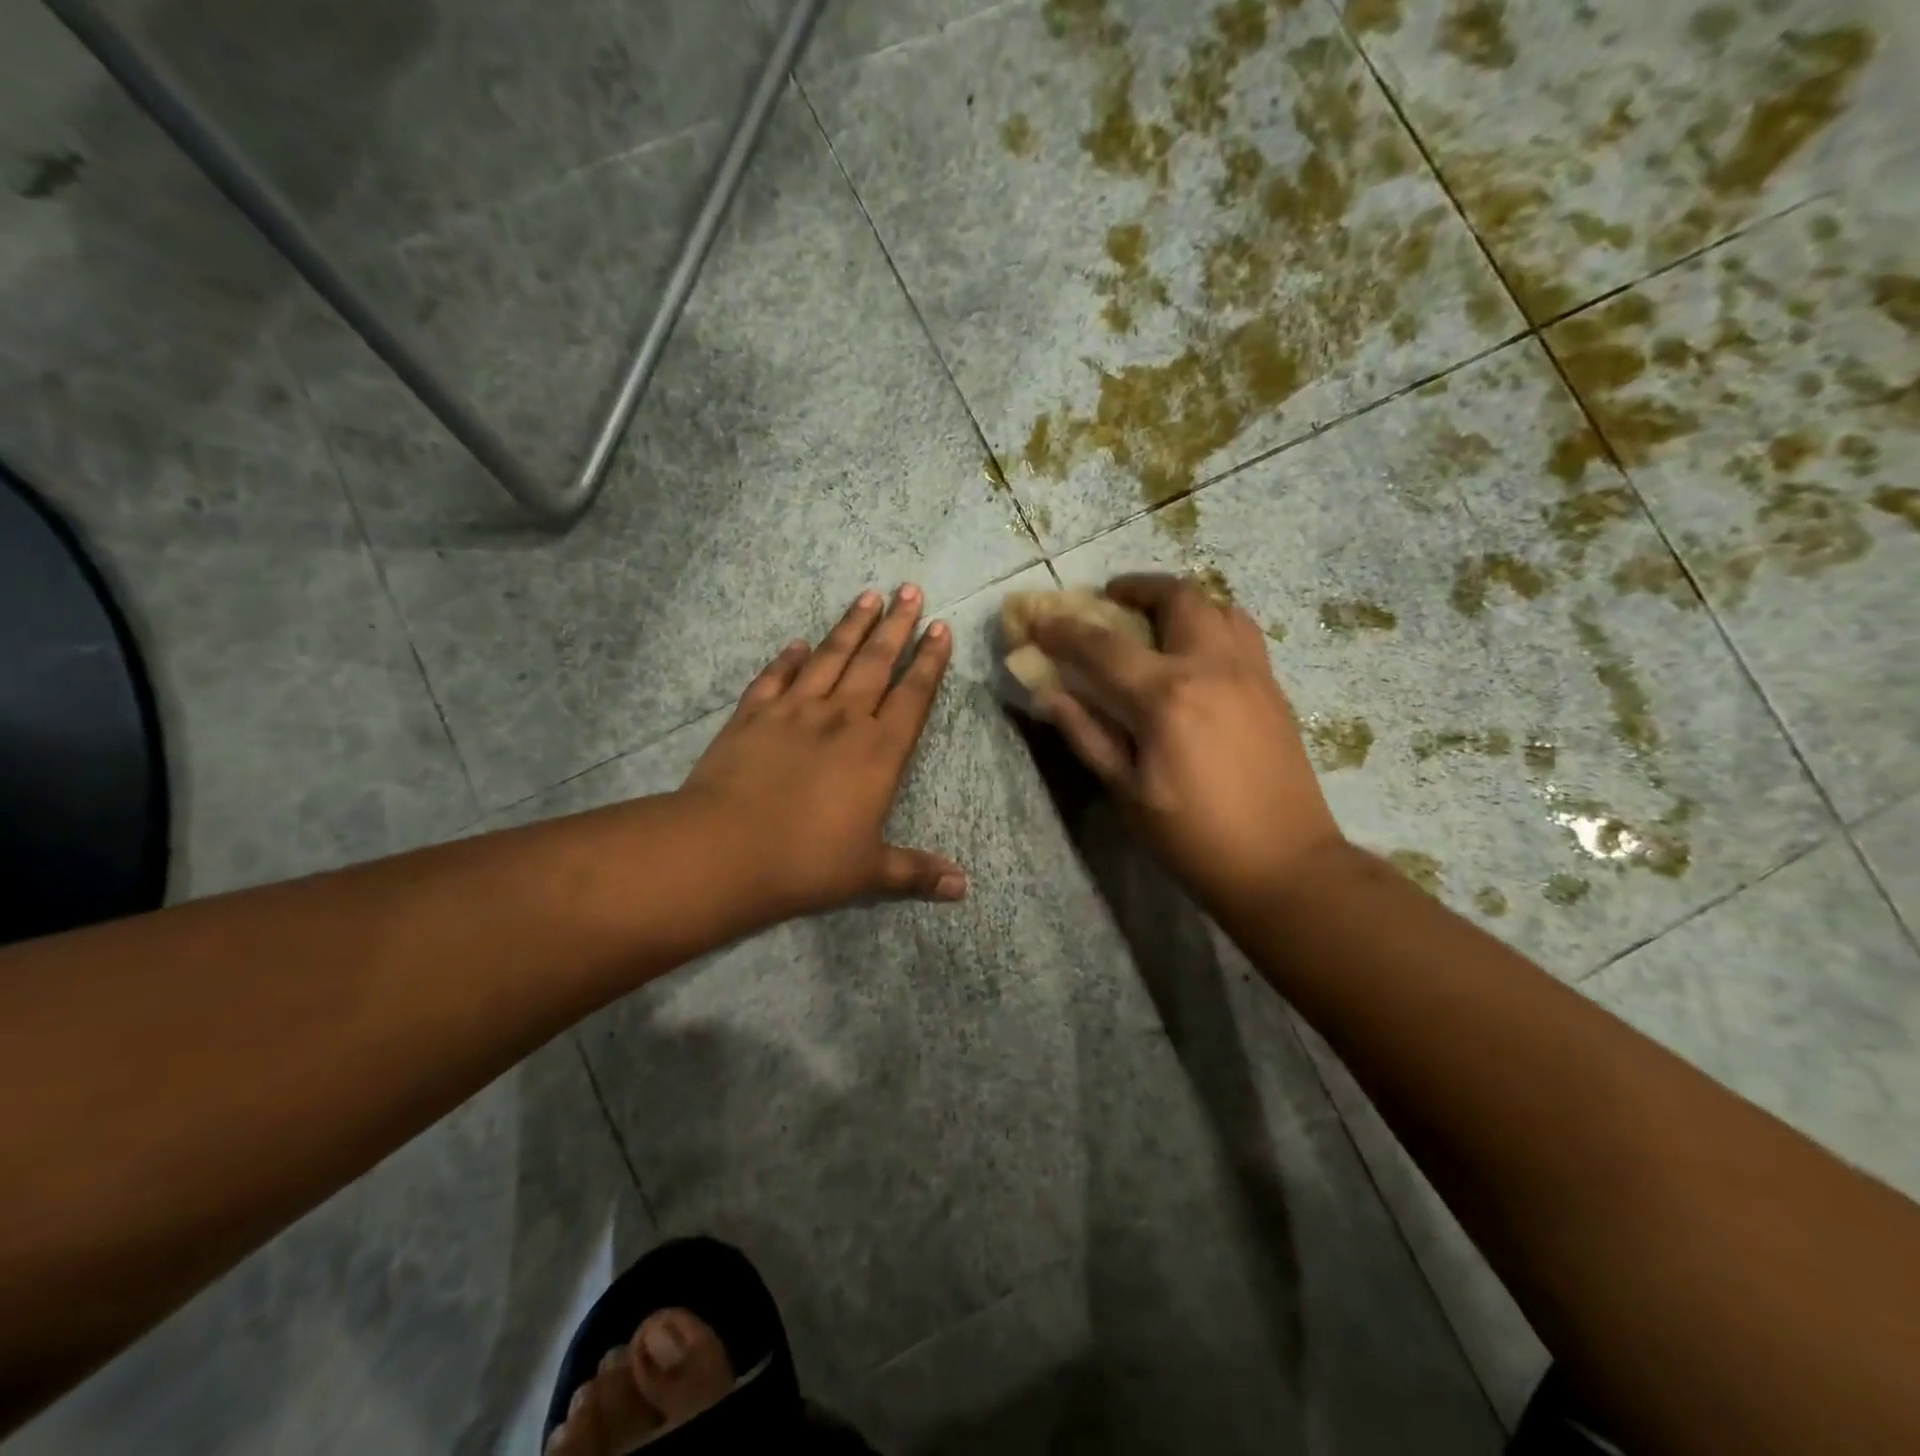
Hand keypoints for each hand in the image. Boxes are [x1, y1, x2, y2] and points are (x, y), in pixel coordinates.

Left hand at [678, 586, 965, 926]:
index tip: (940, 627)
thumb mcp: (868, 872)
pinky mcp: (753, 715)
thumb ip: (916, 872)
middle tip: (910, 589)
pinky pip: (776, 677)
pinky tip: (798, 642)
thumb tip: (964, 888)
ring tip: (868, 596)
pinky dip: (788, 658)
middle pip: (876, 662)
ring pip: (830, 657)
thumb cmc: (807, 862)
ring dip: (851, 626)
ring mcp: (795, 712)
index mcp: (879, 752)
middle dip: (897, 626)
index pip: (913, 696)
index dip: (929, 662)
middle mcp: (843, 719)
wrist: (726, 849)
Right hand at [1030, 573, 1343, 915]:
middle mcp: (1212, 667)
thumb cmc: (1192, 837)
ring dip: (1179, 601)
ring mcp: (1251, 672)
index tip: (1039, 623)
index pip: (1103, 647)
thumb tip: (1048, 694)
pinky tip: (1196, 652)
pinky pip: (1242, 631)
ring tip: (1155, 619)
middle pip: (1175, 598)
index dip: (1064, 631)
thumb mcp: (1126, 792)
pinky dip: (1211, 622)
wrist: (1284, 864)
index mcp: (1166, 697)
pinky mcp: (1273, 687)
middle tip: (1110, 599)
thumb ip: (1086, 734)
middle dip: (1135, 588)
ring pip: (1218, 605)